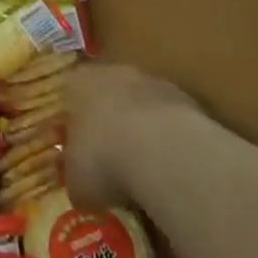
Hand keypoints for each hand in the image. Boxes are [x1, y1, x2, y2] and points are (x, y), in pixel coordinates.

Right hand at [64, 62, 201, 208]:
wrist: (164, 152)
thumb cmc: (105, 159)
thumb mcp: (77, 180)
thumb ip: (76, 174)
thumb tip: (81, 184)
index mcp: (78, 82)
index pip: (70, 97)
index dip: (75, 127)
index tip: (81, 155)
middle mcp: (112, 73)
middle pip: (108, 97)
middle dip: (111, 126)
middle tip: (114, 163)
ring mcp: (152, 83)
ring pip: (142, 107)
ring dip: (143, 132)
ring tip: (148, 173)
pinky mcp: (187, 101)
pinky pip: (171, 122)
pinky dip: (170, 142)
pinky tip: (173, 172)